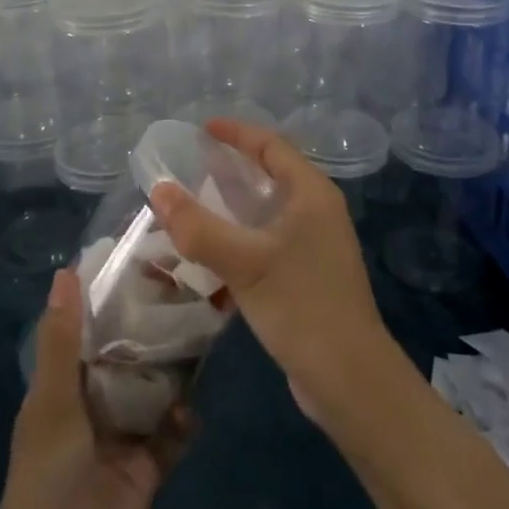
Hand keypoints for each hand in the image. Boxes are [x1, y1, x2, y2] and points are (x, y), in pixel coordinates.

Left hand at [0, 267, 188, 508]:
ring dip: (173, 372)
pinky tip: (194, 409)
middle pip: (125, 357)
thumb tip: (65, 270)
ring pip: (152, 391)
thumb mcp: (51, 406)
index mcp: (61, 388)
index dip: (111, 297)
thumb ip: (62, 342)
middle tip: (189, 289)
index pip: (88, 330)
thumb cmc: (46, 483)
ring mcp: (120, 439)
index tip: (146, 257)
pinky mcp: (146, 470)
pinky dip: (183, 423)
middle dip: (151, 330)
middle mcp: (91, 406)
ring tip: (205, 332)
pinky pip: (169, 436)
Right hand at [148, 119, 392, 423]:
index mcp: (311, 193)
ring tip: (193, 206)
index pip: (271, 146)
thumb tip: (159, 190)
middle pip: (270, 175)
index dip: (237, 134)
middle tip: (191, 166)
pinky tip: (211, 256)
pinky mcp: (307, 275)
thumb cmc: (301, 306)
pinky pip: (267, 243)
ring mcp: (315, 245)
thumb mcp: (245, 263)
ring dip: (232, 208)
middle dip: (231, 169)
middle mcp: (317, 211)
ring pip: (267, 212)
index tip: (202, 129)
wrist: (349, 379)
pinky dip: (239, 240)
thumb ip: (199, 227)